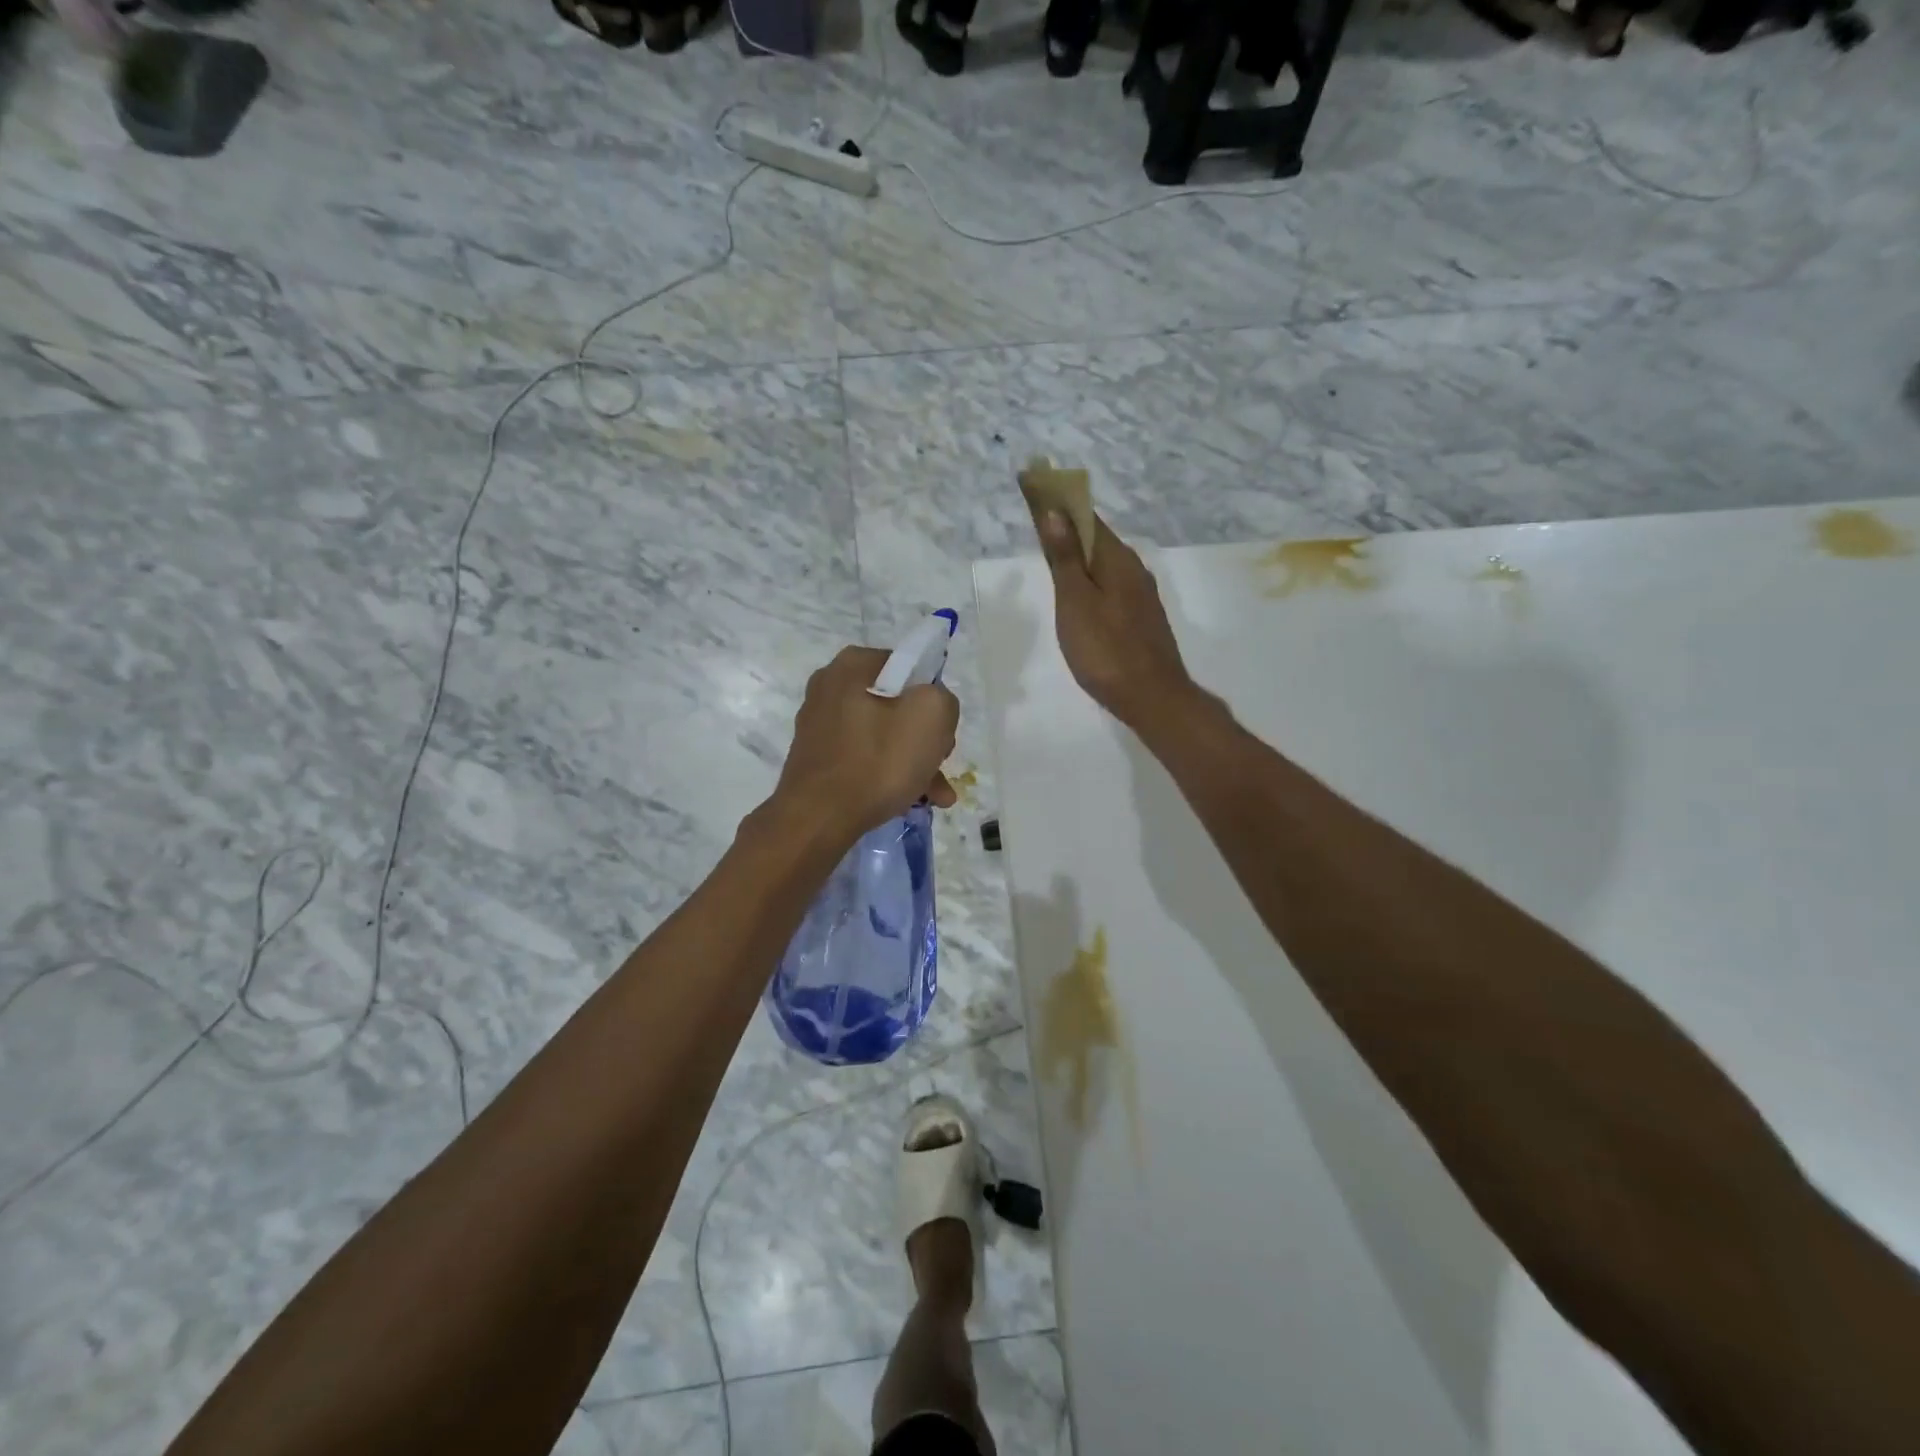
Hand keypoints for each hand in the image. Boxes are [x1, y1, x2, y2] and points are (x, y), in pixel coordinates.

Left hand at [771, 646, 960, 841]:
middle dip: (925, 737)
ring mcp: (820, 725)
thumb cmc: (877, 760)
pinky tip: (911, 801)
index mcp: (852, 665)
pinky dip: (888, 775)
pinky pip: (864, 758)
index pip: (909, 668)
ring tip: (936, 795)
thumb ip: (943, 699)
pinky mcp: (818, 759)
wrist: (818, 819)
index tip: (941, 729)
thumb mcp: (931, 715)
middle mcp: (829, 688)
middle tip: (939, 763)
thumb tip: (932, 708)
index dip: (933, 698)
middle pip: (897, 705)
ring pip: (883, 736)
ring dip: (913, 762)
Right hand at [1030, 507, 1196, 730]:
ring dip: (1082, 560)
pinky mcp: (1142, 621)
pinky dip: (1093, 583)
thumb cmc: (1105, 649)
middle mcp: (1135, 570)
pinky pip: (1113, 589)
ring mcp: (1142, 597)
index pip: (1088, 518)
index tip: (1036, 497)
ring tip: (1054, 564)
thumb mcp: (1075, 601)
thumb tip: (1055, 512)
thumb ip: (1065, 558)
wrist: (1151, 697)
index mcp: (1118, 560)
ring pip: (1106, 568)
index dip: (1062, 506)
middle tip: (1038, 533)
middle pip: (1099, 542)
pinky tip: (1081, 599)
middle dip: (1070, 533)